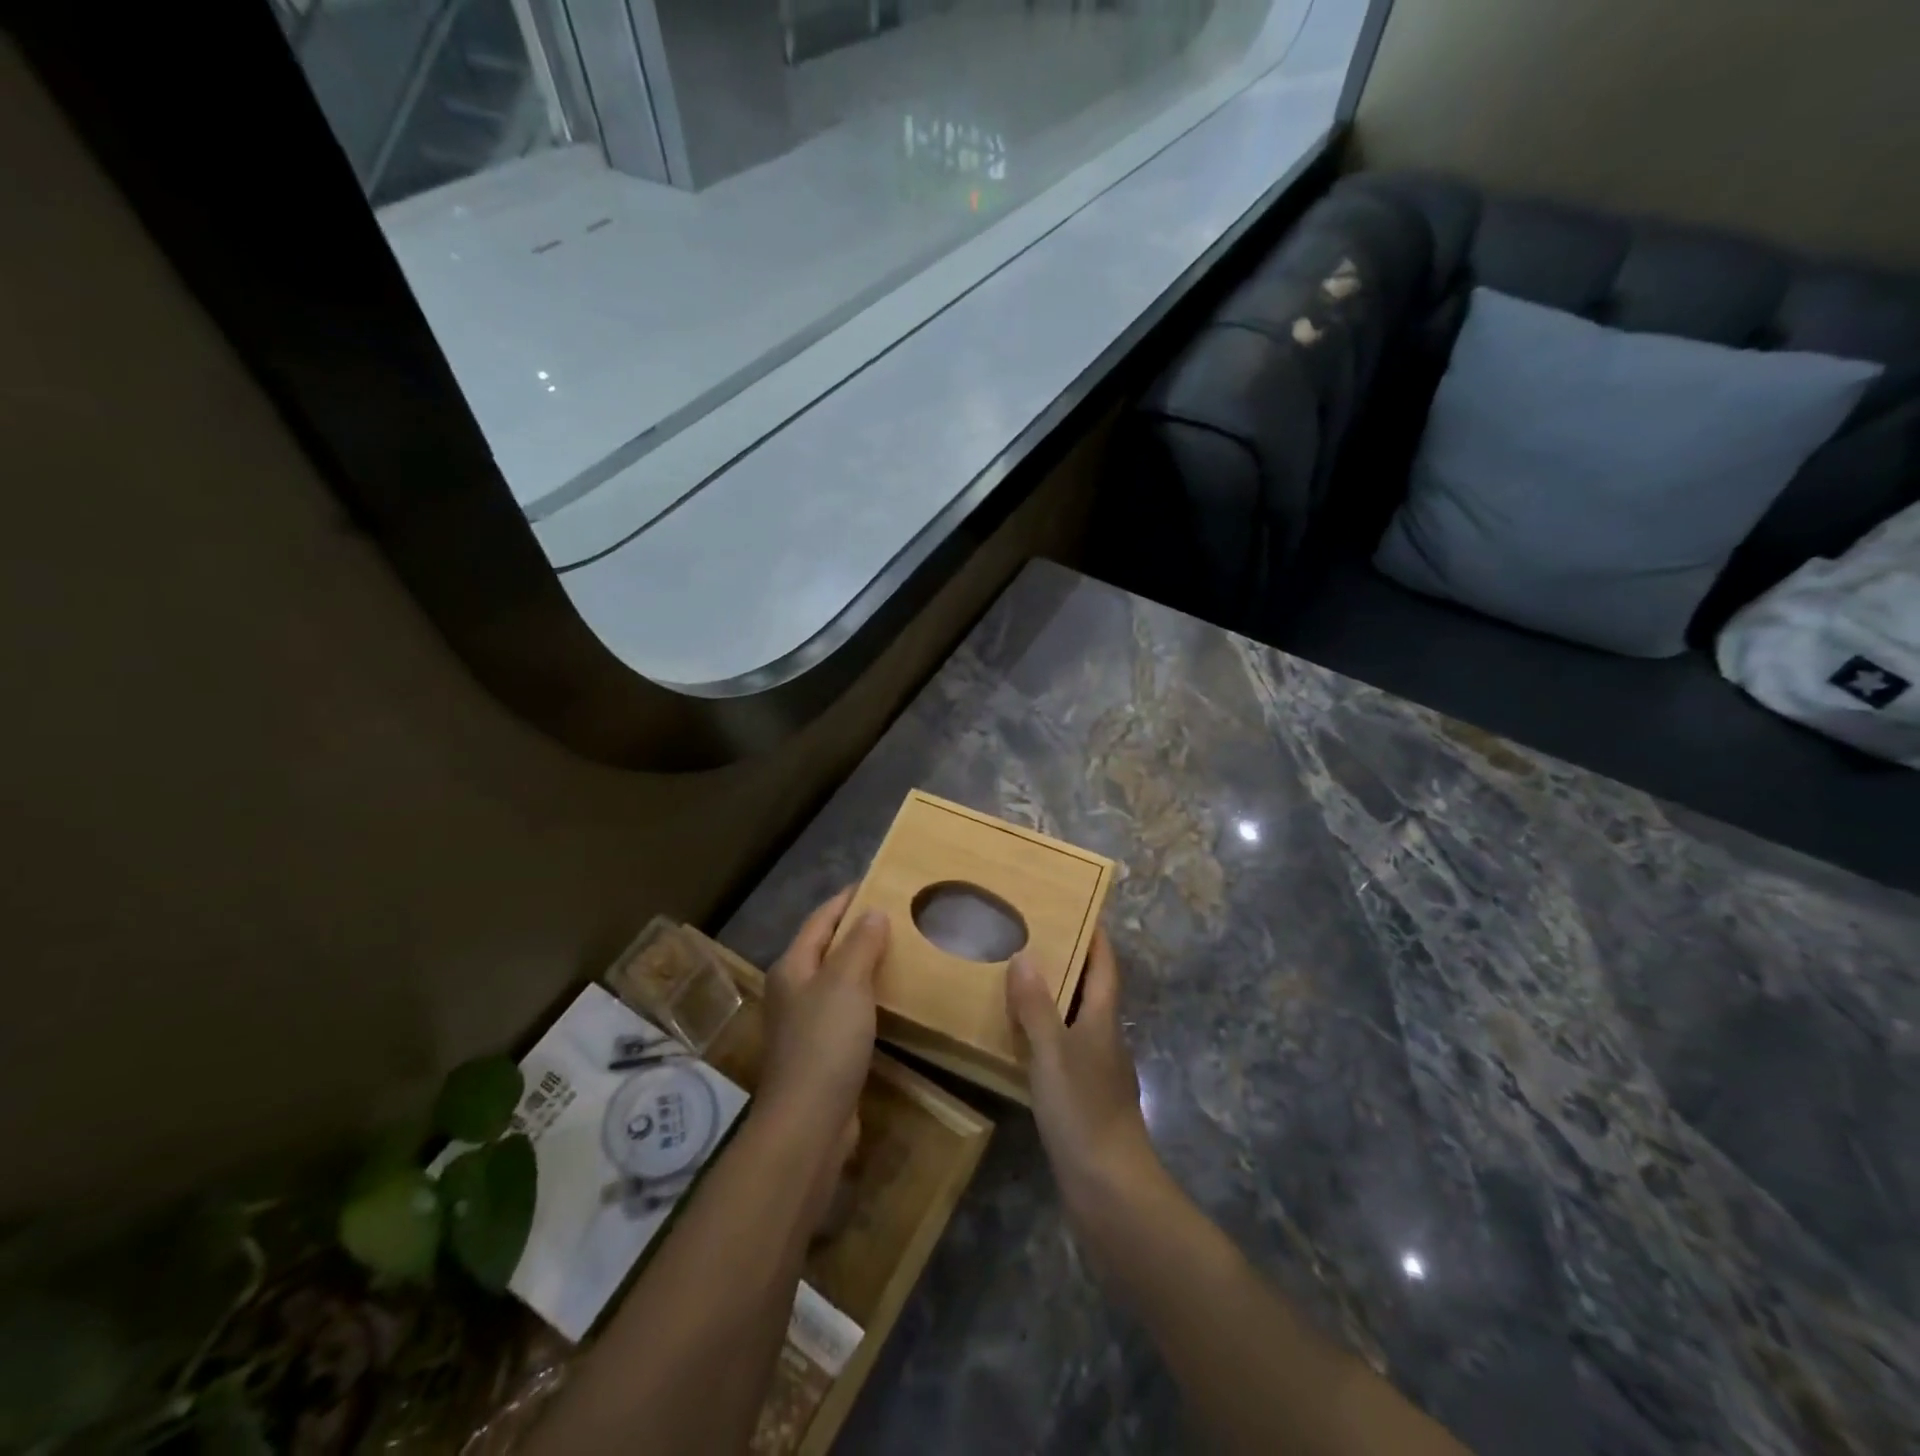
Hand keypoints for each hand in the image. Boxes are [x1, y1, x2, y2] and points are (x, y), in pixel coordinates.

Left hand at [759, 888, 886, 1146]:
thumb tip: (873, 912)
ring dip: (863, 964)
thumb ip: (860, 943)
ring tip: (898, 950)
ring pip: (837, 981)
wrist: (809, 1122)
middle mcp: (793, 991)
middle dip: (856, 930)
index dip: (845, 900)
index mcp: (792, 967)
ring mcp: (805, 1023)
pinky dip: (867, 997)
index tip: (874, 882)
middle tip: (895, 914)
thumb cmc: (825, 1042)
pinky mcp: (822, 1052)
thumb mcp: (846, 982)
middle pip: (826, 948)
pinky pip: (847, 1010)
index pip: (820, 920)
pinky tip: (890, 999)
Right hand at [1006, 927, 1165, 1214]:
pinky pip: (1064, 1048)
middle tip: (1030, 935)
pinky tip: (1019, 1037)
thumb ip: (1037, 1005)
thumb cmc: (1084, 1112)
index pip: (1105, 965)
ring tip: (1017, 977)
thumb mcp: (1053, 1052)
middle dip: (1069, 960)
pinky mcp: (1084, 1097)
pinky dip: (1045, 1031)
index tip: (1076, 905)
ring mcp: (1097, 1070)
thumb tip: (1024, 954)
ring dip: (1054, 996)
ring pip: (1076, 1018)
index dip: (1095, 935)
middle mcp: (1105, 1038)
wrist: (1110, 1190)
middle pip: (1092, 988)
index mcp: (1104, 1019)